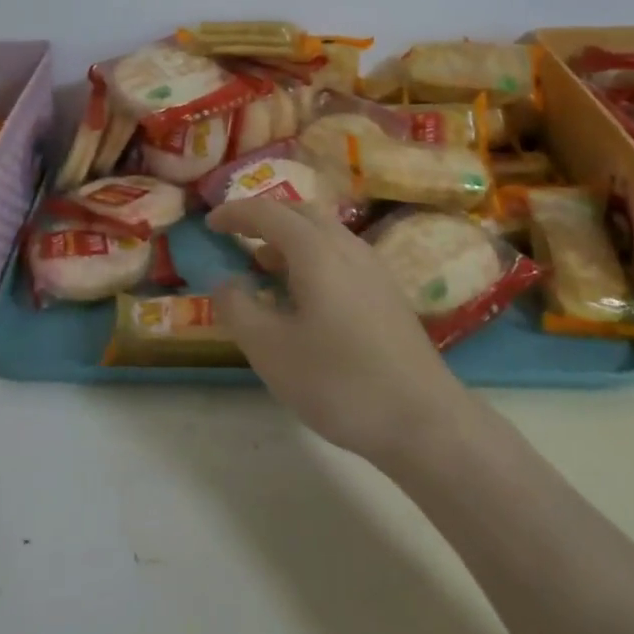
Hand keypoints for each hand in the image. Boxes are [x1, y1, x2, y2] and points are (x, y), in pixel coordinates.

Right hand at [205, 199, 471, 463]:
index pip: (267, 212)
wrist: (423, 420)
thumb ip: (238, 308)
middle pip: (300, 212)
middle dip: (265, 218)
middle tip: (237, 236)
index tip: (210, 224)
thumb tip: (225, 281)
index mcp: (316, 250)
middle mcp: (347, 246)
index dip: (235, 213)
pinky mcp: (387, 292)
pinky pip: (340, 255)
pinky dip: (312, 257)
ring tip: (264, 266)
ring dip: (289, 238)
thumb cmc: (338, 381)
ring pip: (324, 233)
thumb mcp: (270, 349)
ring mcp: (373, 268)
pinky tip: (305, 295)